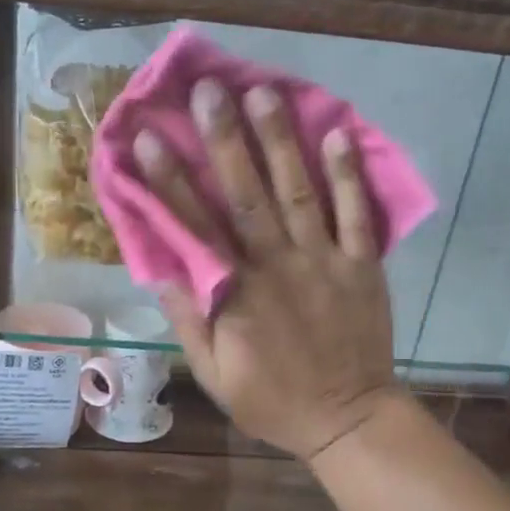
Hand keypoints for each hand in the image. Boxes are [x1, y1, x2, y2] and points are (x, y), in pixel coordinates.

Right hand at [137, 80, 399, 460]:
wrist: (347, 420)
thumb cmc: (271, 399)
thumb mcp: (213, 374)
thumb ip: (188, 320)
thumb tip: (163, 269)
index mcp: (235, 296)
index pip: (195, 229)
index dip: (169, 182)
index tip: (147, 139)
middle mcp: (277, 268)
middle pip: (247, 196)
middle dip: (225, 140)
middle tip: (209, 90)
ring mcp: (323, 263)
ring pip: (298, 194)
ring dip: (280, 142)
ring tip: (264, 93)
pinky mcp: (362, 266)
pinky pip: (357, 216)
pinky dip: (349, 176)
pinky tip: (339, 134)